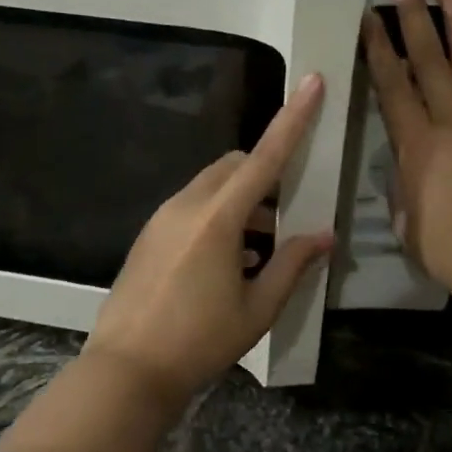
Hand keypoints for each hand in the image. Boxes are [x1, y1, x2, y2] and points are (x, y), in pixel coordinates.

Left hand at [84, 72, 334, 403]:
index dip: (293, 119)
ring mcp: (161, 218)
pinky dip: (217, 218)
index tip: (312, 81)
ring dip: (242, 203)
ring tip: (260, 250)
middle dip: (264, 176)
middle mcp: (186, 205)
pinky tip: (228, 264)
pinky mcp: (148, 235)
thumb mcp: (257, 308)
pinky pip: (191, 208)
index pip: (265, 157)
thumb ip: (292, 265)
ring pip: (211, 187)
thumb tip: (324, 236)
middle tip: (286, 216)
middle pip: (234, 167)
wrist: (127, 369)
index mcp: (218, 218)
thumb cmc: (199, 341)